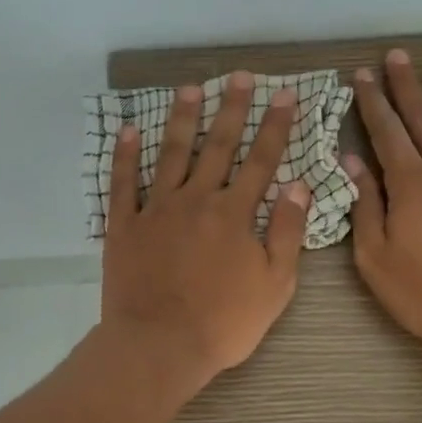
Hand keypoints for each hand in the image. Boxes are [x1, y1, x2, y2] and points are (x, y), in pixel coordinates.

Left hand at [101, 72, 309, 393]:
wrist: (159, 345)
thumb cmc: (224, 322)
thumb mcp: (274, 285)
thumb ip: (287, 233)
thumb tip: (299, 187)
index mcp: (235, 214)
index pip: (261, 160)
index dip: (275, 126)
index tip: (284, 95)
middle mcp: (196, 200)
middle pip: (218, 146)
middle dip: (232, 109)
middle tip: (239, 76)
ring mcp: (156, 209)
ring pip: (171, 154)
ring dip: (182, 119)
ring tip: (189, 88)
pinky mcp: (124, 225)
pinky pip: (123, 183)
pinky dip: (124, 156)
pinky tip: (128, 131)